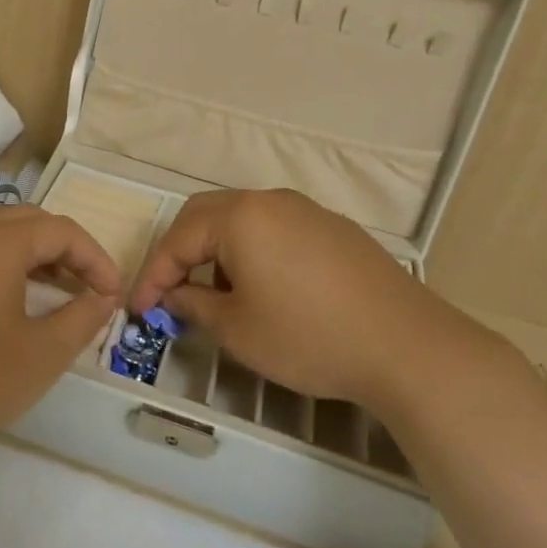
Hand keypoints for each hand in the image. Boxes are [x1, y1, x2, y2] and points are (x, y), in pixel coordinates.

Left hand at [0, 205, 121, 475]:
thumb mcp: (40, 355)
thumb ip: (81, 319)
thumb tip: (103, 297)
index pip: (61, 230)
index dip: (95, 258)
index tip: (113, 295)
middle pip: (27, 219)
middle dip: (64, 248)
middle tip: (86, 287)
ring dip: (30, 252)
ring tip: (52, 289)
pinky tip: (4, 300)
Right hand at [129, 188, 505, 416]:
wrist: (407, 346)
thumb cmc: (309, 337)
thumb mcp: (237, 329)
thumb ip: (193, 305)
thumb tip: (175, 295)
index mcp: (240, 217)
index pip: (178, 238)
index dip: (153, 275)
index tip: (139, 309)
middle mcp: (271, 201)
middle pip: (207, 215)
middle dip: (181, 253)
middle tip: (169, 292)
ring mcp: (307, 211)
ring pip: (243, 221)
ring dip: (217, 252)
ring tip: (218, 297)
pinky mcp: (335, 230)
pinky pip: (275, 230)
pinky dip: (252, 253)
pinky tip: (263, 290)